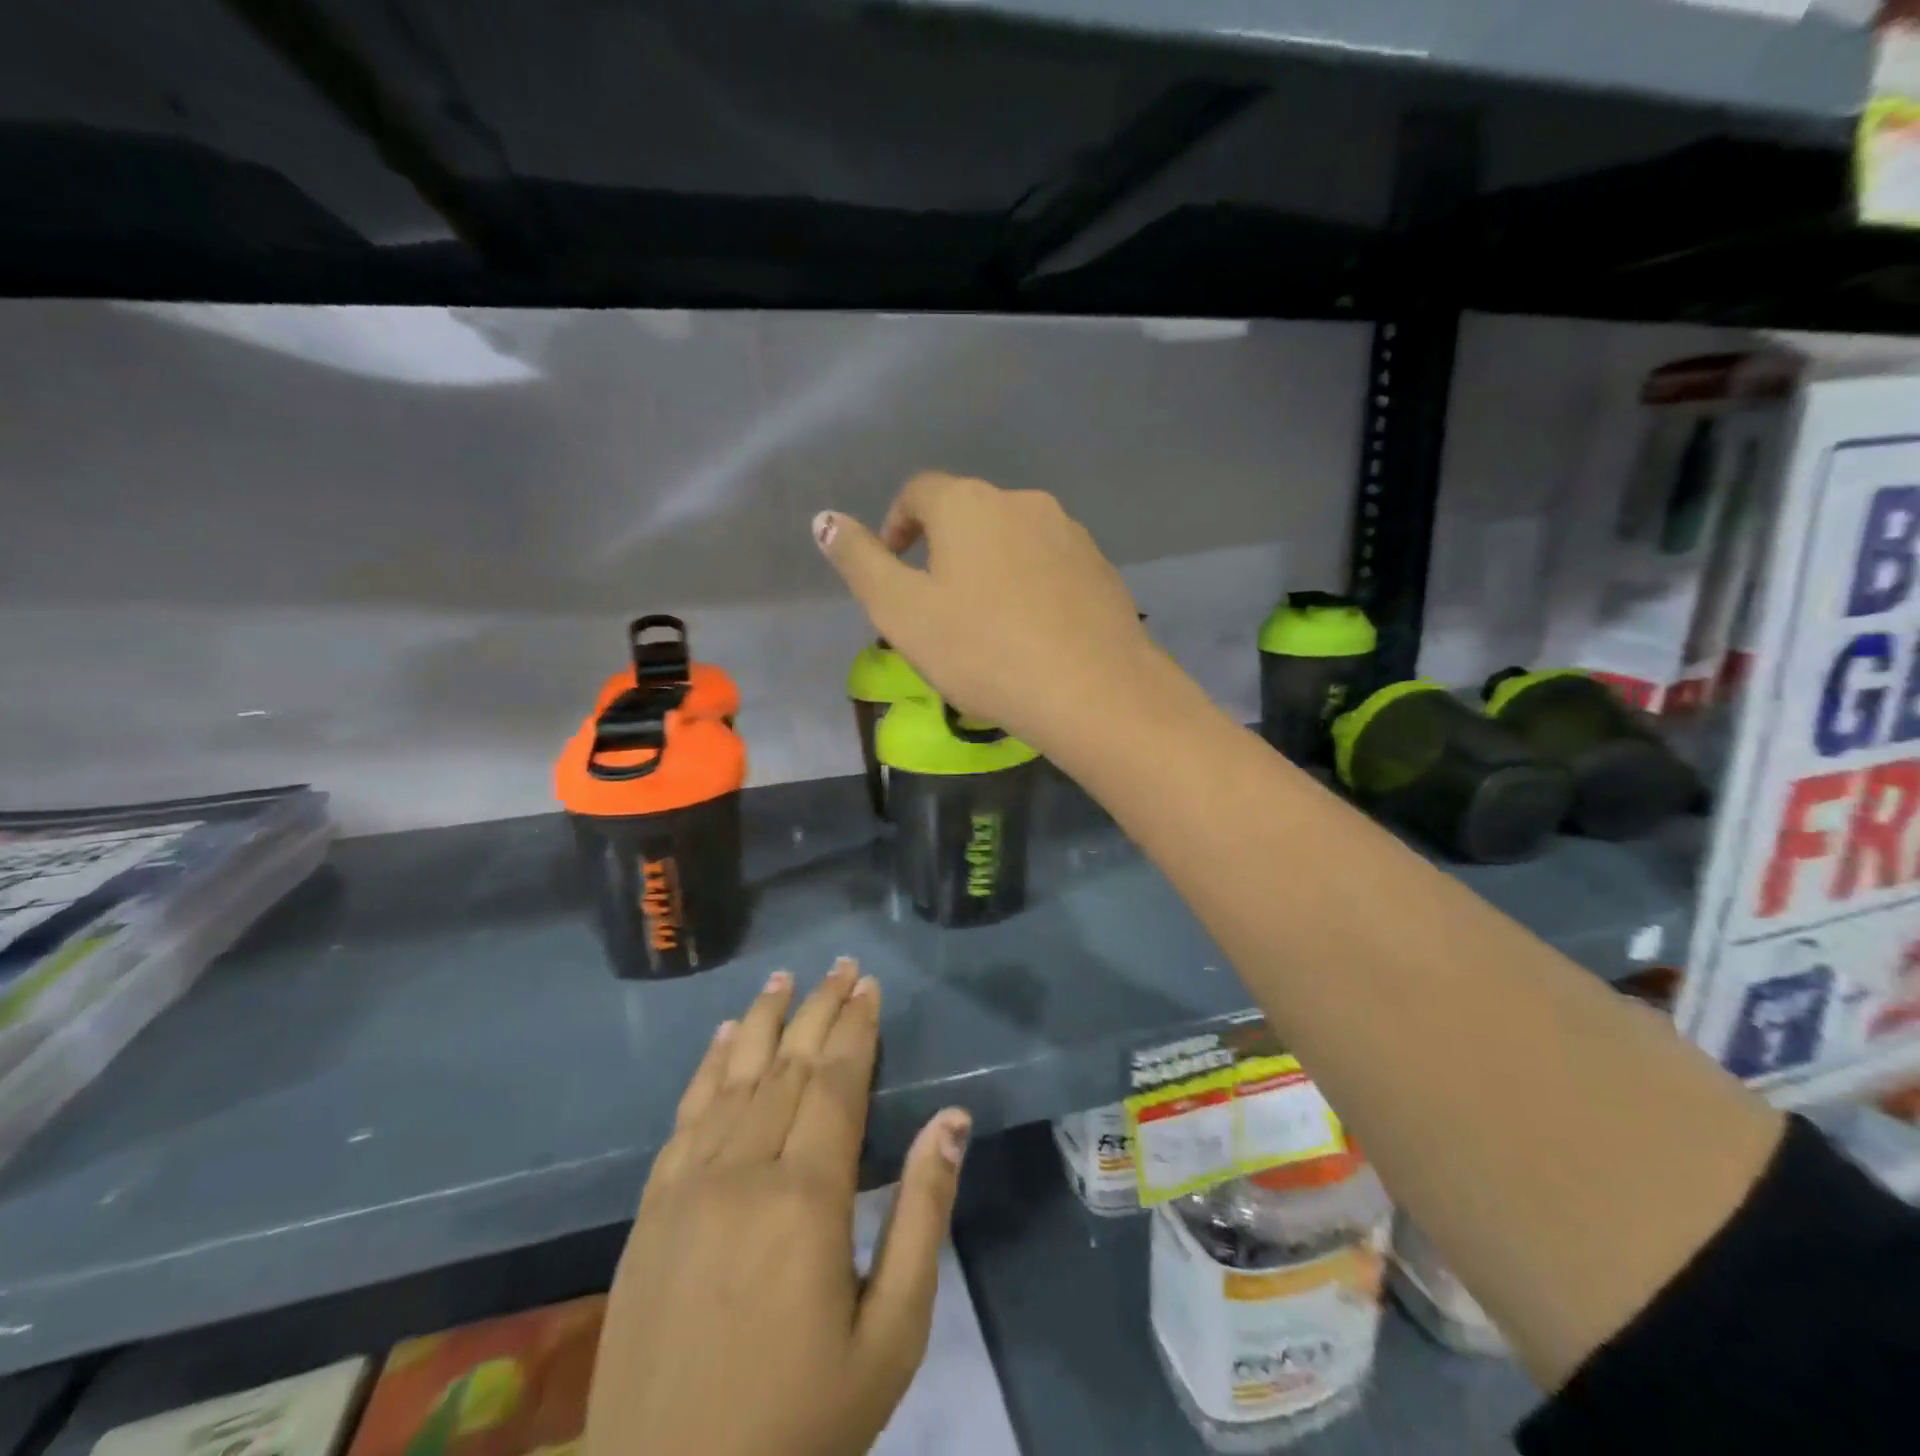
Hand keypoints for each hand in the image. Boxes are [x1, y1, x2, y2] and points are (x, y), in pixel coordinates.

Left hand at [585, 959, 970, 1455]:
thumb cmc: (800, 1423)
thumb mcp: (891, 1336)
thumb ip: (922, 1215)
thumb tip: (952, 1119)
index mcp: (806, 1198)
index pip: (835, 1082)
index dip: (855, 1028)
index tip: (869, 986)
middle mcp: (743, 1172)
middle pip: (787, 1066)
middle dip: (817, 1009)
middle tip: (840, 965)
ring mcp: (687, 1188)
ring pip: (733, 1078)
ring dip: (761, 1022)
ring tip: (783, 979)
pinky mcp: (650, 1211)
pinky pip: (684, 1117)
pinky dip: (708, 1068)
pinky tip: (723, 1039)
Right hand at [814, 472, 1162, 752]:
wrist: (1093, 690)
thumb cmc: (982, 650)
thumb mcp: (902, 612)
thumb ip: (859, 562)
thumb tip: (825, 519)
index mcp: (968, 505)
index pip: (918, 492)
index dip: (896, 525)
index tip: (892, 567)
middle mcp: (1022, 502)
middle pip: (968, 515)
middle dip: (943, 551)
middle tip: (935, 608)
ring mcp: (1069, 533)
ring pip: (1012, 541)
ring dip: (989, 570)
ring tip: (985, 627)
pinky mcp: (1101, 568)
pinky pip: (1049, 567)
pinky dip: (1029, 588)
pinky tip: (1031, 634)